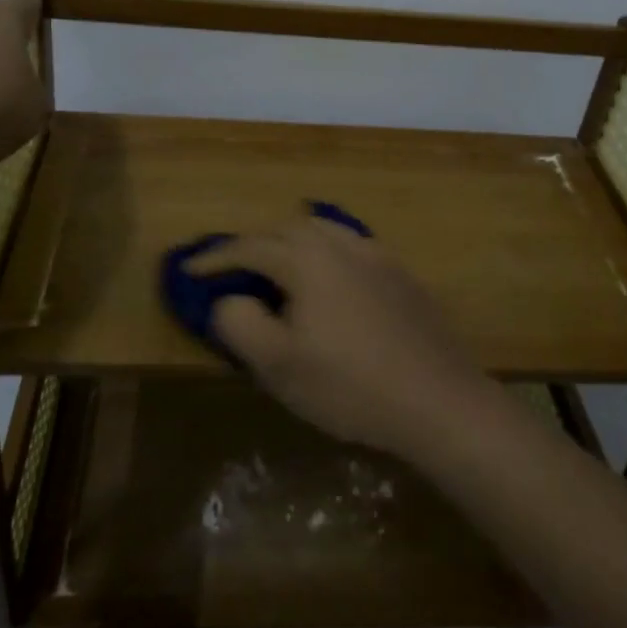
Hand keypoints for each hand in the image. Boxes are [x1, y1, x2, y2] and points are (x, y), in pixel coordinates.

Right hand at [189, 218, 497, 460]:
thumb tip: (229, 298)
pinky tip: (329, 277)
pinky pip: (350, 245)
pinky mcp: (400, 273)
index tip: (189, 270)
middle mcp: (341, 243)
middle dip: (253, 245)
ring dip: (291, 242)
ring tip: (278, 266)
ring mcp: (376, 254)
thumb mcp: (278, 364)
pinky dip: (325, 251)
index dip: (215, 258)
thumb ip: (240, 322)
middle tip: (233, 271)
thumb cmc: (349, 384)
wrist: (437, 398)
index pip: (249, 247)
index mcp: (307, 259)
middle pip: (286, 229)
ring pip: (322, 230)